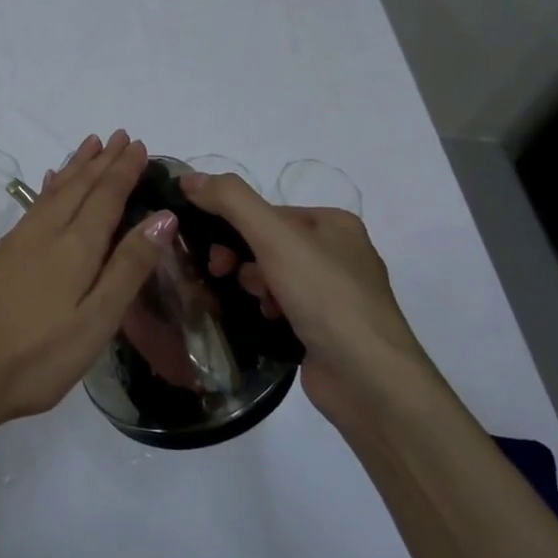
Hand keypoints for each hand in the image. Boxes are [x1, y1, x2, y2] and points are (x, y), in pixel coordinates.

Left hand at [0, 131, 178, 437]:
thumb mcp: (96, 321)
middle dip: (102, 160)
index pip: (106, 196)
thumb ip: (128, 267)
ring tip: (89, 145)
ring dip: (75, 166)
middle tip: (119, 135)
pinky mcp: (0, 255)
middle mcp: (46, 233)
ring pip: (54, 191)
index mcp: (75, 247)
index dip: (123, 170)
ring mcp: (19, 241)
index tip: (137, 144)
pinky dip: (50, 187)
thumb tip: (162, 217)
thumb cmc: (39, 357)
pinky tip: (49, 184)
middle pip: (79, 186)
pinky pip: (35, 205)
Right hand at [179, 171, 429, 414]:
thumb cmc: (326, 297)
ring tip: (258, 304)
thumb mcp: (275, 237)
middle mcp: (339, 253)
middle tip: (222, 274)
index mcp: (334, 223)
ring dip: (255, 286)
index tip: (212, 250)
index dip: (234, 226)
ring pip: (273, 276)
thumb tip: (188, 176)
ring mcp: (335, 294)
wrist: (369, 380)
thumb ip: (231, 201)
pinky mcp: (327, 328)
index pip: (268, 212)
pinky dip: (268, 310)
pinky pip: (284, 306)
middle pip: (269, 243)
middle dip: (242, 258)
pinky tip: (267, 322)